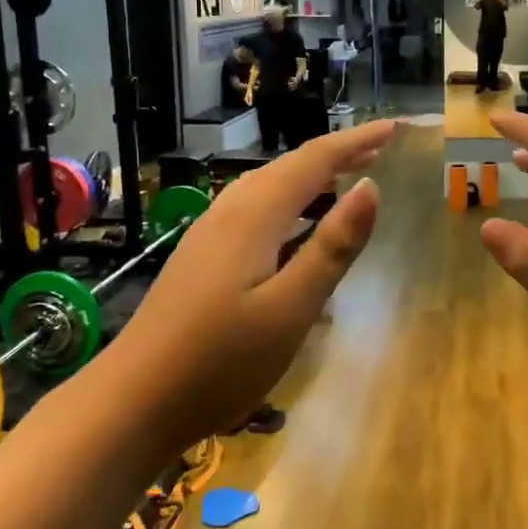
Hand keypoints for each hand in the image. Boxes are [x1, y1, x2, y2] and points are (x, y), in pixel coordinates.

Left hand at [113, 119, 395, 445]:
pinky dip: (289, 205)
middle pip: (290, 167)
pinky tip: (297, 229)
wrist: (133, 400)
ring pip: (270, 188)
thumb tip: (371, 188)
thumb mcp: (291, 308)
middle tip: (379, 150)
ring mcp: (210, 233)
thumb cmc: (221, 361)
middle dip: (337, 155)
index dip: (356, 141)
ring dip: (312, 179)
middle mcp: (230, 211)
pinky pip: (255, 211)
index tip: (394, 128)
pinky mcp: (202, 256)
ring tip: (347, 181)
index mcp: (255, 214)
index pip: (314, 160)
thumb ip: (332, 247)